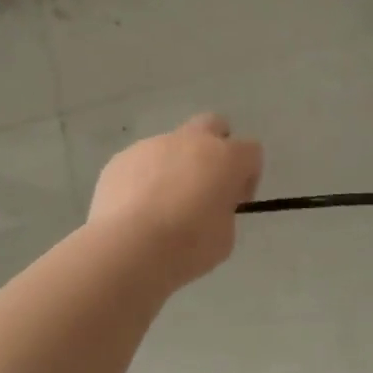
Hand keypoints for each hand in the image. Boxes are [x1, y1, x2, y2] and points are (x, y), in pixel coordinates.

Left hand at [89, 114, 262, 288]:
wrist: (128, 248)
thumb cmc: (187, 246)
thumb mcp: (225, 237)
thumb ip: (223, 211)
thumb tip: (208, 206)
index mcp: (225, 158)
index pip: (251, 151)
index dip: (247, 175)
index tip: (236, 201)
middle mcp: (191, 142)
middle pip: (213, 125)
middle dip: (214, 148)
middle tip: (205, 184)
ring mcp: (152, 146)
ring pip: (172, 146)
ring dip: (176, 167)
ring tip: (162, 207)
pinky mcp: (121, 158)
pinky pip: (142, 162)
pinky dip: (145, 179)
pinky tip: (137, 210)